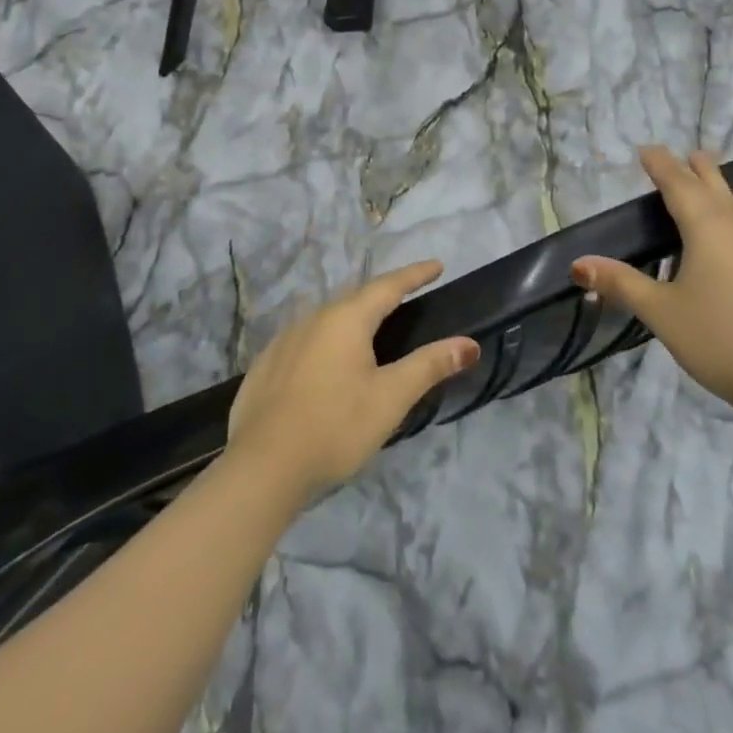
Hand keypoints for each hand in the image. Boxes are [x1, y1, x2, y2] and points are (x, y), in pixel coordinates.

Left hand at [226, 260, 480, 500]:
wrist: (262, 467)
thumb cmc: (336, 426)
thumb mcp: (391, 397)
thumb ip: (430, 365)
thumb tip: (469, 343)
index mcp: (346, 319)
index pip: (388, 286)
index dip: (414, 275)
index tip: (436, 265)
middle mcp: (313, 318)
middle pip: (355, 299)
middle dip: (382, 295)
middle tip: (406, 297)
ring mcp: (284, 341)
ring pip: (326, 320)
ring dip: (352, 319)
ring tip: (369, 331)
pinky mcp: (265, 366)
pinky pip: (304, 341)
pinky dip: (325, 343)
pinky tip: (327, 365)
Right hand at [572, 147, 732, 426]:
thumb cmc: (718, 339)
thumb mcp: (660, 312)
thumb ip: (620, 284)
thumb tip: (578, 265)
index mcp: (706, 229)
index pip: (679, 185)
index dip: (661, 165)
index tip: (646, 149)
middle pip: (713, 186)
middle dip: (694, 168)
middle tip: (680, 155)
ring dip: (719, 185)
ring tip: (710, 176)